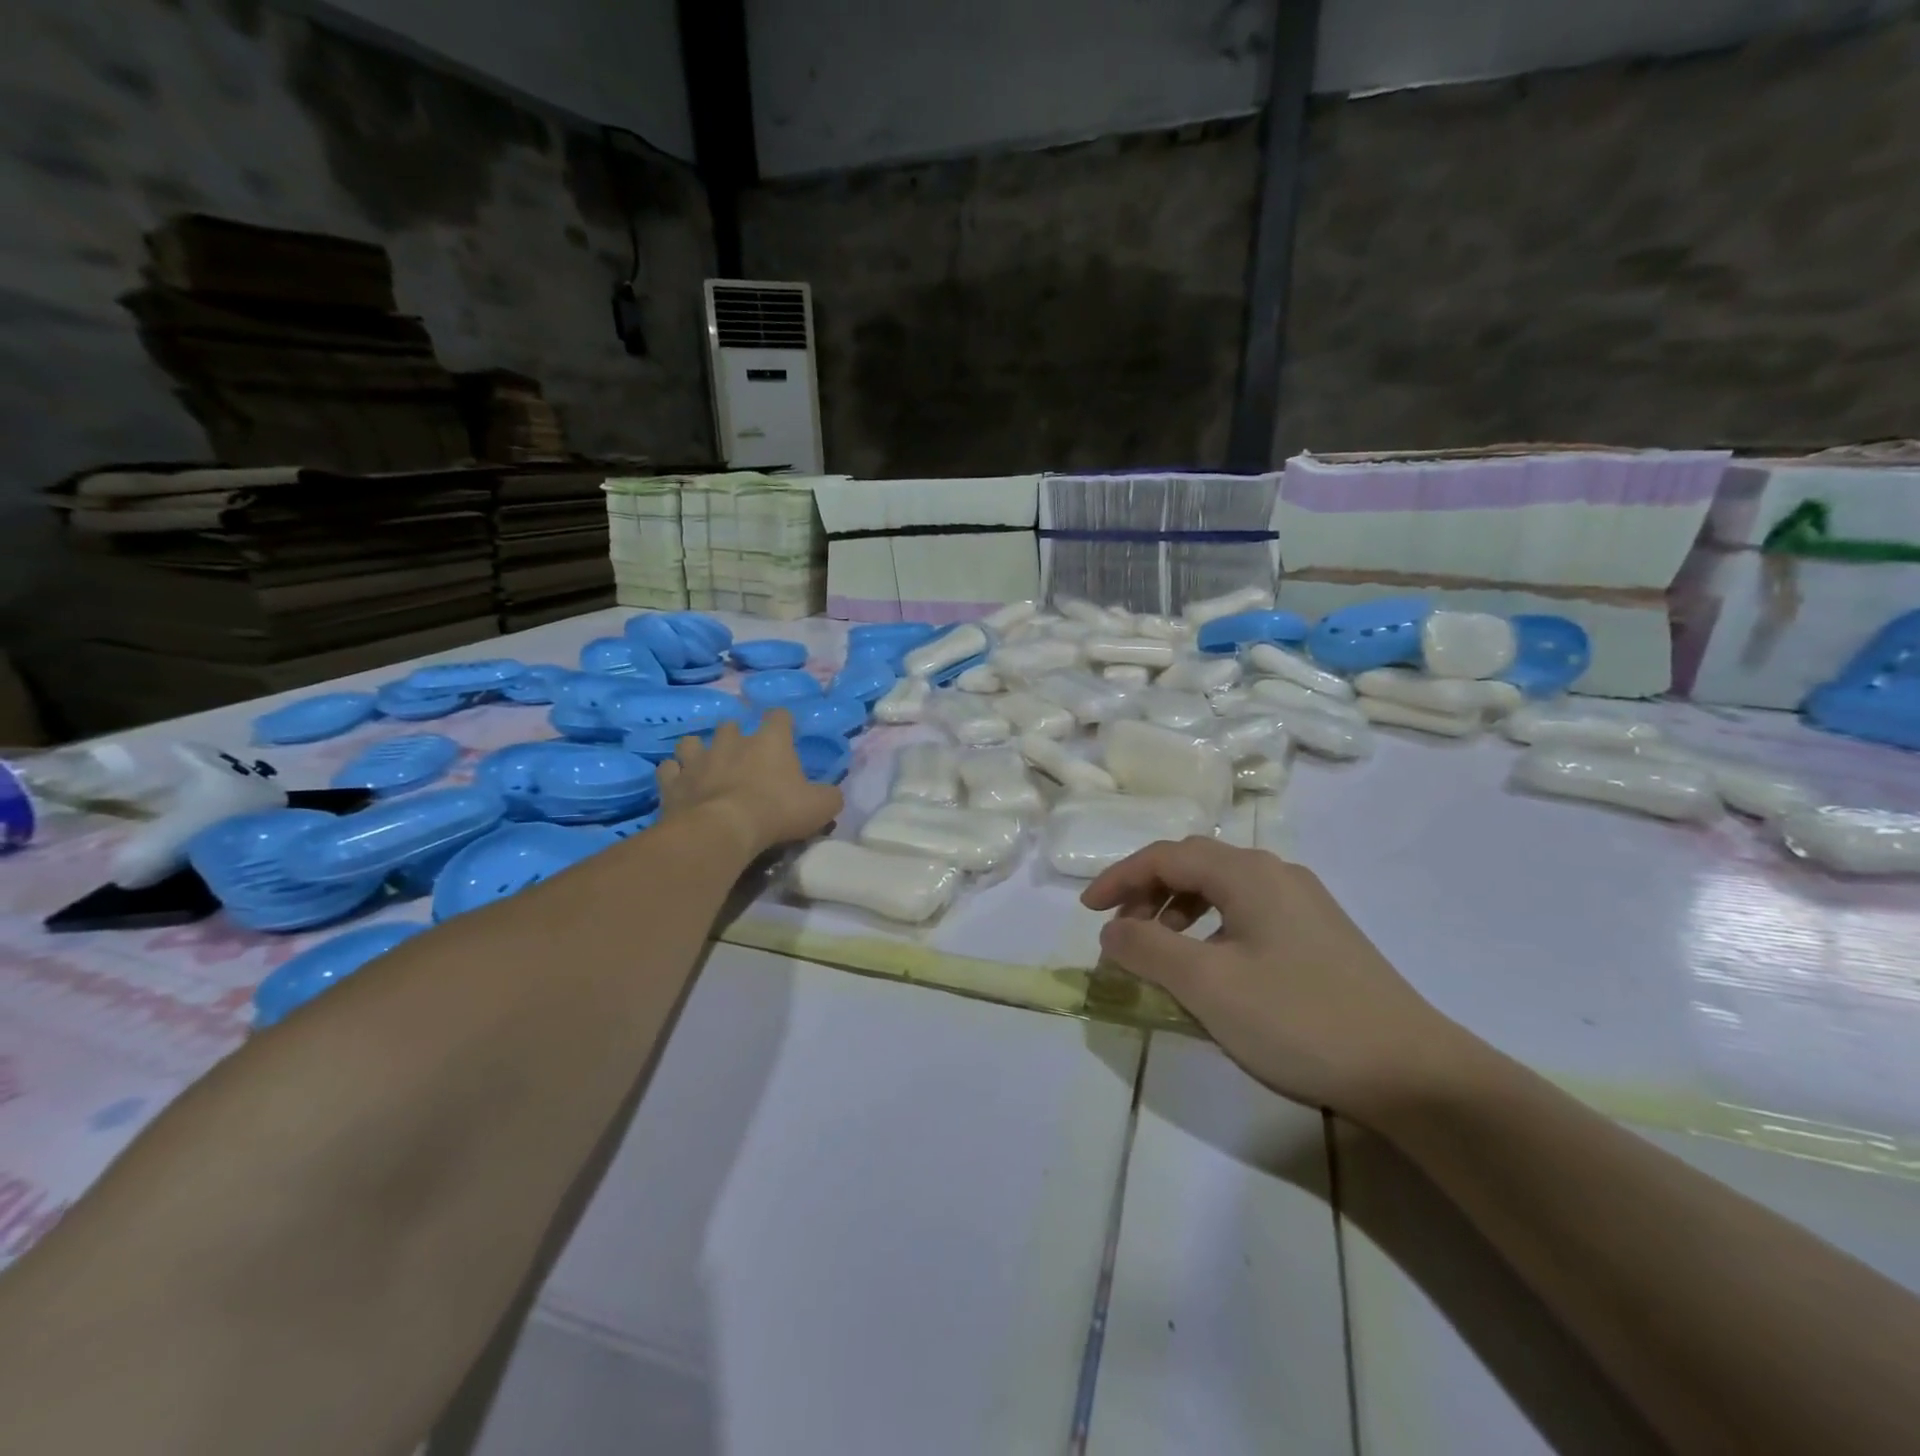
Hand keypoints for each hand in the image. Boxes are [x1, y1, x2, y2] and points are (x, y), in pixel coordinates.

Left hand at [657, 712, 842, 857]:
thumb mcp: (820, 807)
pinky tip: (680, 786)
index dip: (783, 723)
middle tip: (742, 757)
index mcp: (769, 741)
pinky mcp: (672, 782)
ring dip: (698, 752)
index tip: (786, 734)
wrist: (721, 831)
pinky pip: (668, 770)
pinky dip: (674, 776)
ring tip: (704, 767)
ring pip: (691, 742)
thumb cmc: (776, 812)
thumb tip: (830, 795)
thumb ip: (829, 796)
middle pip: (730, 725)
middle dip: (735, 737)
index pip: (779, 716)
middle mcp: (731, 742)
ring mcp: (697, 760)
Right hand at [1082, 838, 1461, 1117]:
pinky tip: (1214, 969)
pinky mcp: (1322, 936)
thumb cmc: (1299, 1019)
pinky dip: (1212, 929)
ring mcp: (1305, 904)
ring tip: (1162, 953)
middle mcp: (1277, 874)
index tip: (1087, 911)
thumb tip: (1111, 931)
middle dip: (1148, 893)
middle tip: (1121, 932)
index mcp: (1248, 873)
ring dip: (1179, 912)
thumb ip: (1148, 949)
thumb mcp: (1207, 986)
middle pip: (1194, 865)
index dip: (1119, 879)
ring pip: (1223, 890)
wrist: (1415, 1073)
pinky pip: (1248, 914)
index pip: (1166, 856)